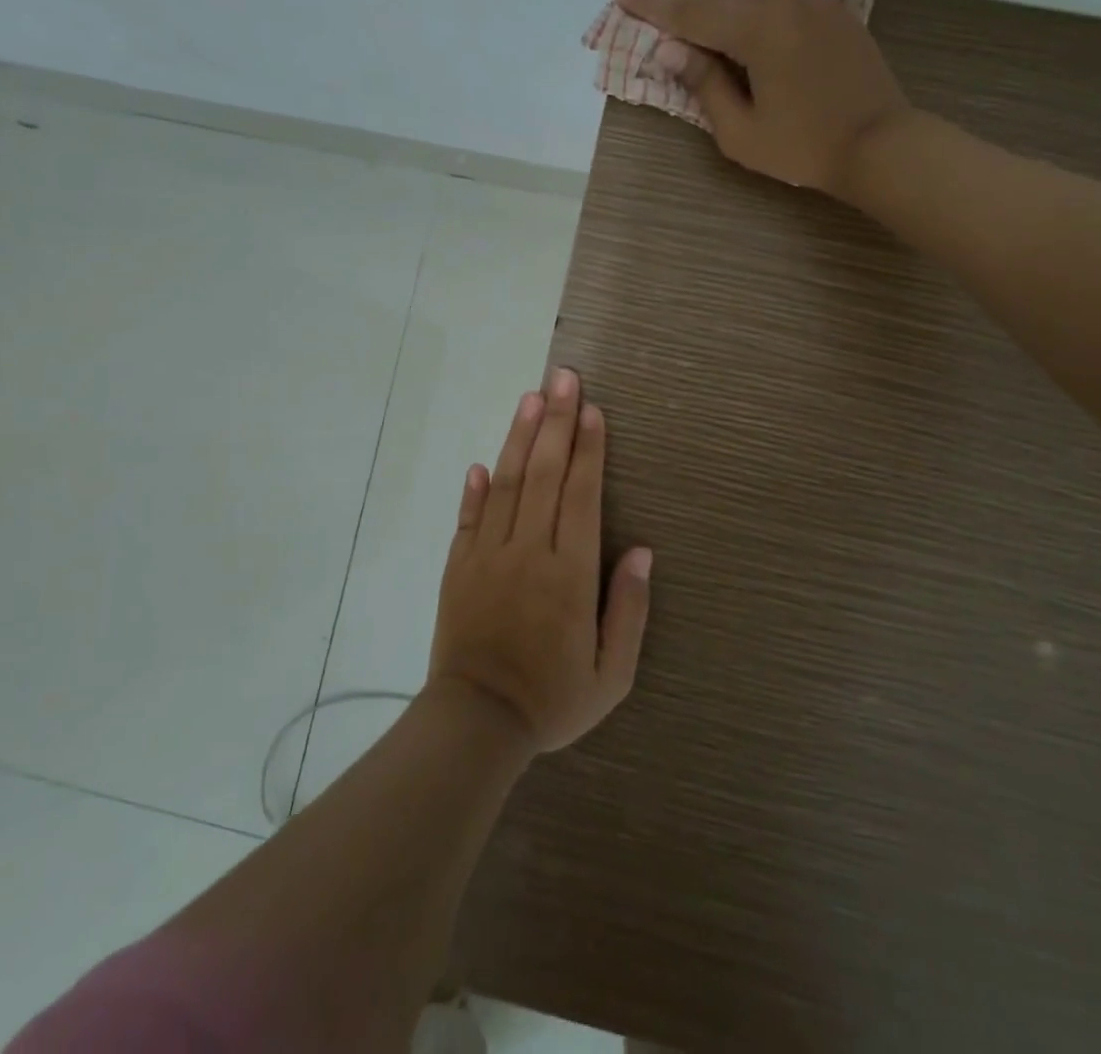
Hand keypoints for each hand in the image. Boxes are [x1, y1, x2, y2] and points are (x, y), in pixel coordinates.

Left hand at [427, 368, 652, 753]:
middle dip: (556, 422)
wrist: (477, 724)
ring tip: (530, 398)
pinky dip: (475, 489)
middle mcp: (528, 552)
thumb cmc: (553, 699)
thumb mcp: (613, 673)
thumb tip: (641, 551)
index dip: (588, 449)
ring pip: (506, 484)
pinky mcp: (458, 567)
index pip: (581, 495)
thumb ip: (629, 609)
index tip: (591, 409)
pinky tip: (482, 462)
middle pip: (543, 474)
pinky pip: (468, 518)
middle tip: (563, 377)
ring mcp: (488, 556)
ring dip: (519, 438)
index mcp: (569, 573)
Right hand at [615, 0, 911, 194]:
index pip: (690, 14)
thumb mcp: (742, 132)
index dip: (654, 5)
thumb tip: (671, 50)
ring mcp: (808, 2)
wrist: (881, 143)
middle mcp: (779, 3)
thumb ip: (706, 86)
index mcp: (755, 31)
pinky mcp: (828, 10)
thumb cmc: (804, 148)